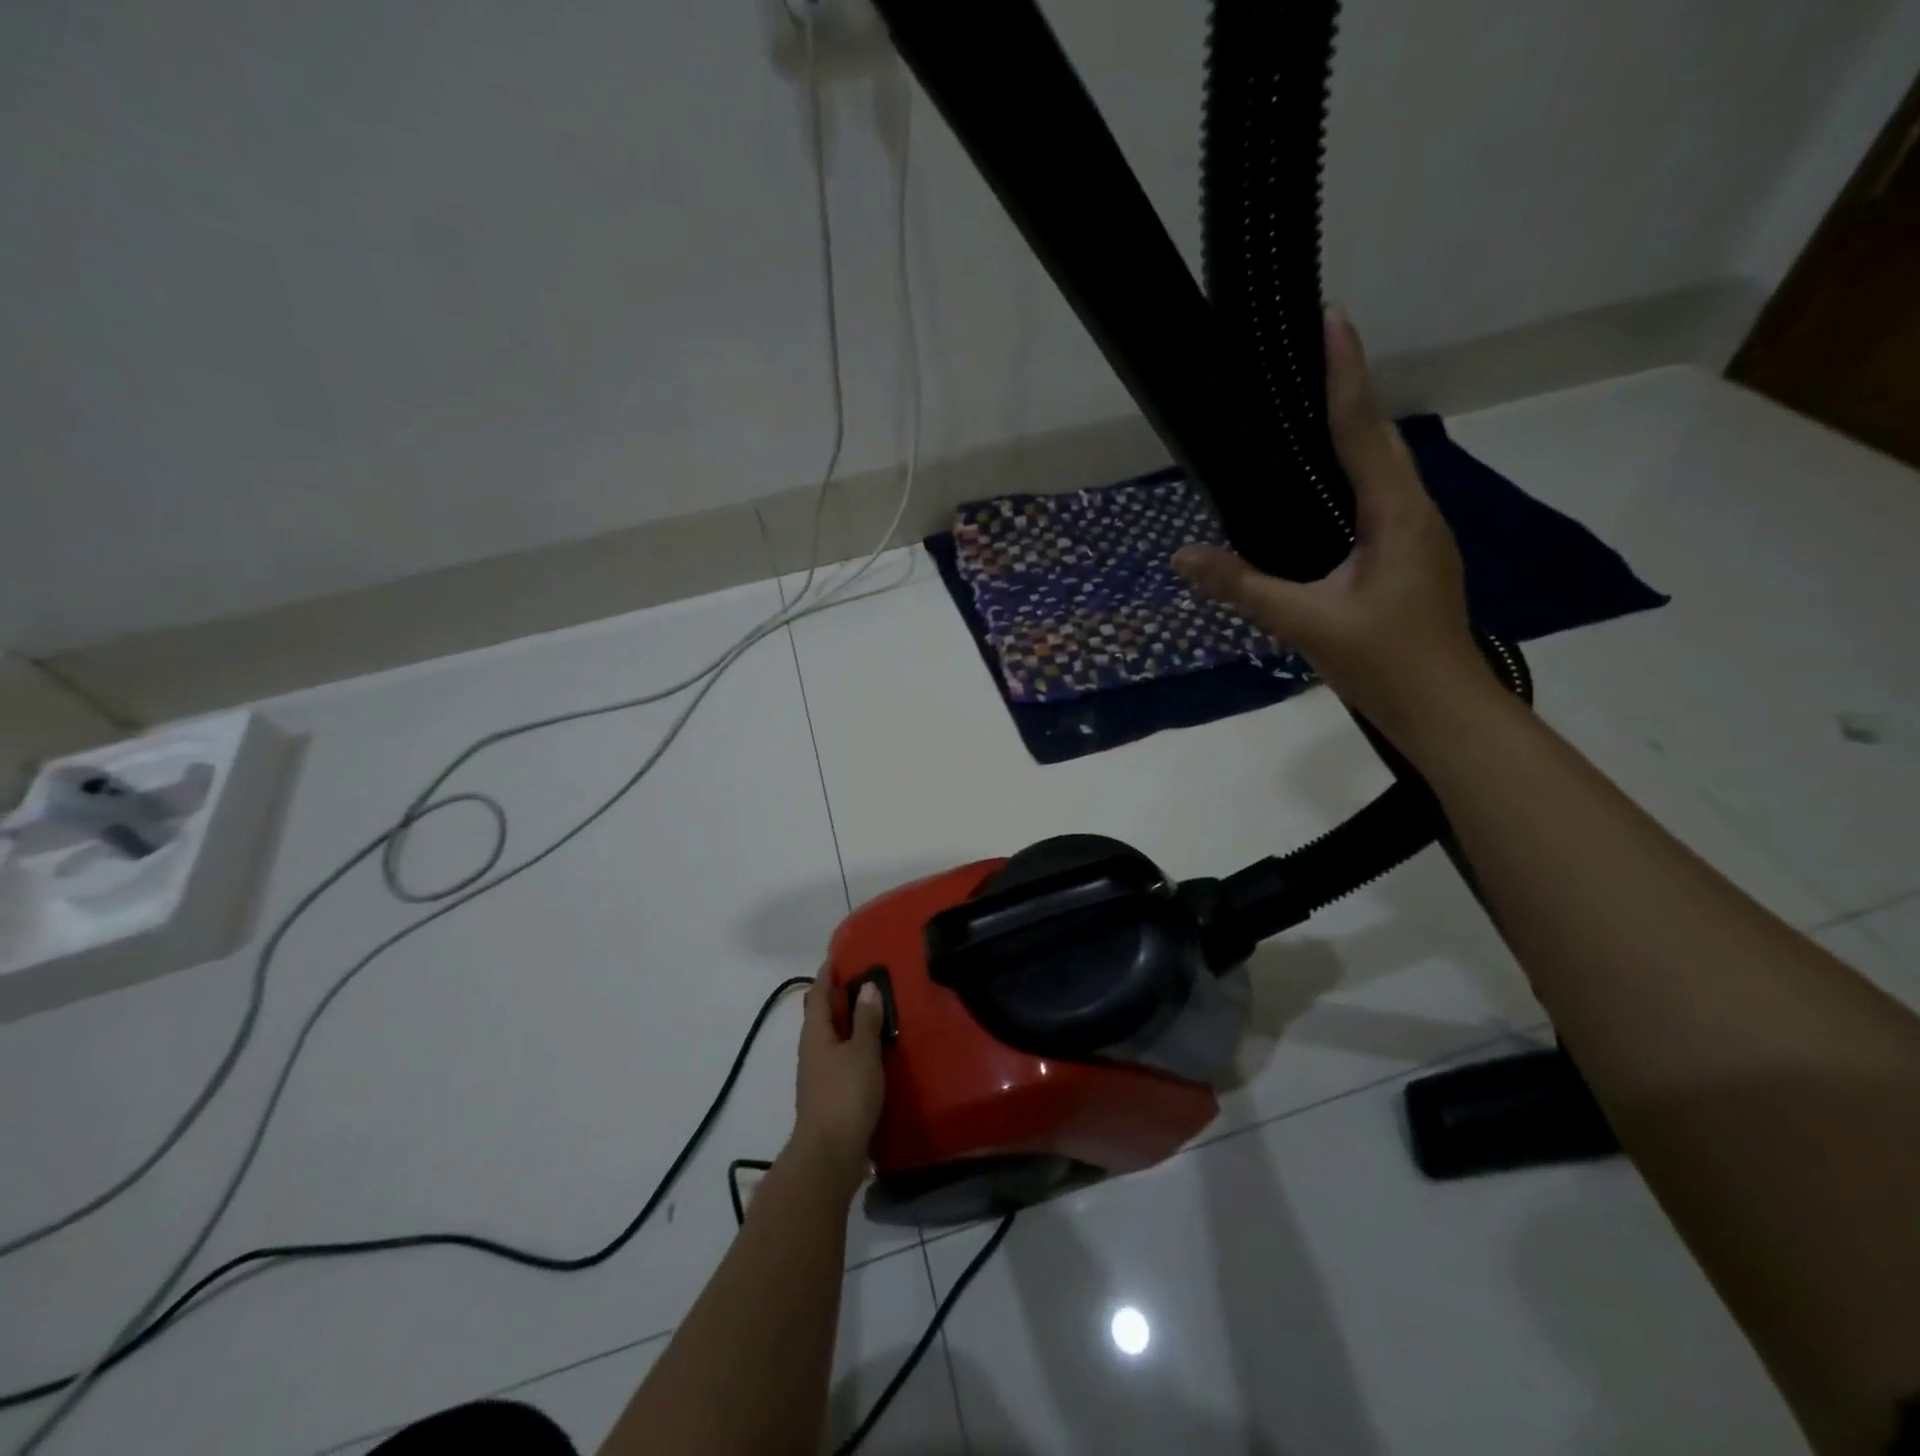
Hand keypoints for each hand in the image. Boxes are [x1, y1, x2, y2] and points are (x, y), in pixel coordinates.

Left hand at [789, 972, 886, 1196]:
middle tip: (867, 980)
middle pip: (823, 1015)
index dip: (827, 974)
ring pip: (833, 1038)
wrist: (830, 1155)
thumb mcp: (862, 1052)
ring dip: (850, 1024)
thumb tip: (867, 987)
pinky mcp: (830, 1095)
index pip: (817, 993)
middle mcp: (812, 1050)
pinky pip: (843, 1059)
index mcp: (815, 1033)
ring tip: (876, 1012)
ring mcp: (819, 1075)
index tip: (840, 956)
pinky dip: (856, 1047)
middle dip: (840, 997)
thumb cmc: (845, 1095)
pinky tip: (876, 1051)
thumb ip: (866, 1019)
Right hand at [1172, 307, 1498, 739]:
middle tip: (1311, 356)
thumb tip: (1182, 557)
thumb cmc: (1384, 662)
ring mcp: (1418, 536)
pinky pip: (1381, 498)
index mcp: (1395, 515)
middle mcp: (1414, 512)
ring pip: (1384, 469)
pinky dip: (1354, 475)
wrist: (1444, 709)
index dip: (1345, 374)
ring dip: (1354, 432)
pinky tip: (1326, 490)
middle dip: (1348, 392)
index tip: (1332, 319)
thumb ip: (1244, 587)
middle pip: (1379, 439)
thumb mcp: (1306, 623)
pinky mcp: (1412, 557)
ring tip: (1312, 410)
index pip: (1362, 431)